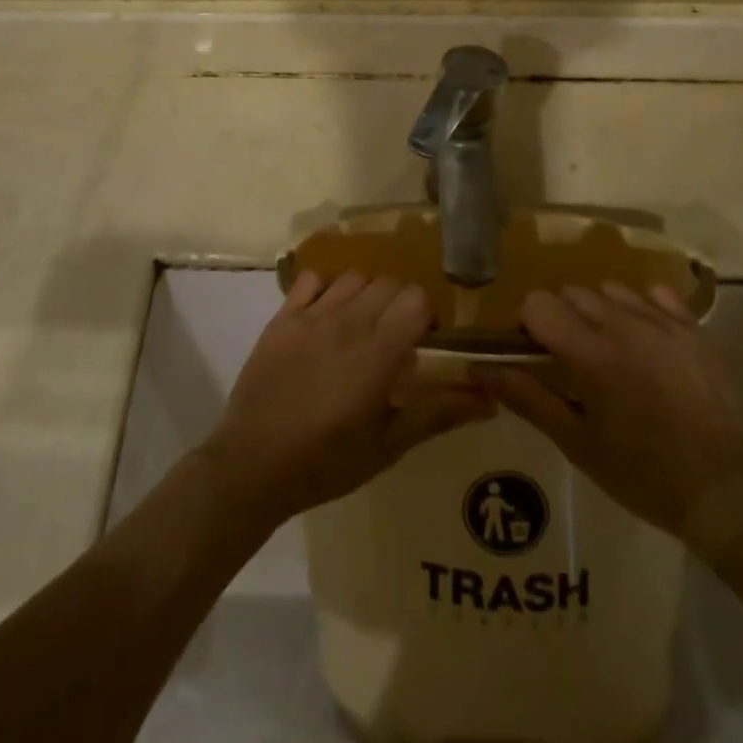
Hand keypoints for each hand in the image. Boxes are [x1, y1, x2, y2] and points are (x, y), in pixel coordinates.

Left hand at [201, 272, 493, 523]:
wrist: (252, 466)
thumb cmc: (326, 463)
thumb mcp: (388, 446)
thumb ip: (439, 414)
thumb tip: (490, 399)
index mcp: (378, 352)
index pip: (417, 299)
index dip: (426, 317)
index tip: (422, 343)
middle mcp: (348, 321)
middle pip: (389, 284)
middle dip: (399, 304)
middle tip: (393, 339)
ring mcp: (311, 315)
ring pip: (354, 277)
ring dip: (366, 295)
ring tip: (360, 327)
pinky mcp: (282, 317)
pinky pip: (311, 279)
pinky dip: (324, 289)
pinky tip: (324, 316)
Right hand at [475, 283, 742, 560]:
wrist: (724, 493)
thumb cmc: (640, 474)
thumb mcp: (575, 442)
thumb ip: (526, 397)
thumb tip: (478, 367)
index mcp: (590, 353)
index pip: (538, 303)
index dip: (530, 327)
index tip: (540, 356)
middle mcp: (623, 324)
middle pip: (572, 293)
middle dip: (564, 319)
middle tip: (575, 362)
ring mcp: (662, 322)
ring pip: (610, 289)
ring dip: (601, 312)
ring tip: (613, 352)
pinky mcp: (693, 328)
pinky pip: (655, 295)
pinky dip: (642, 309)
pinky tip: (647, 342)